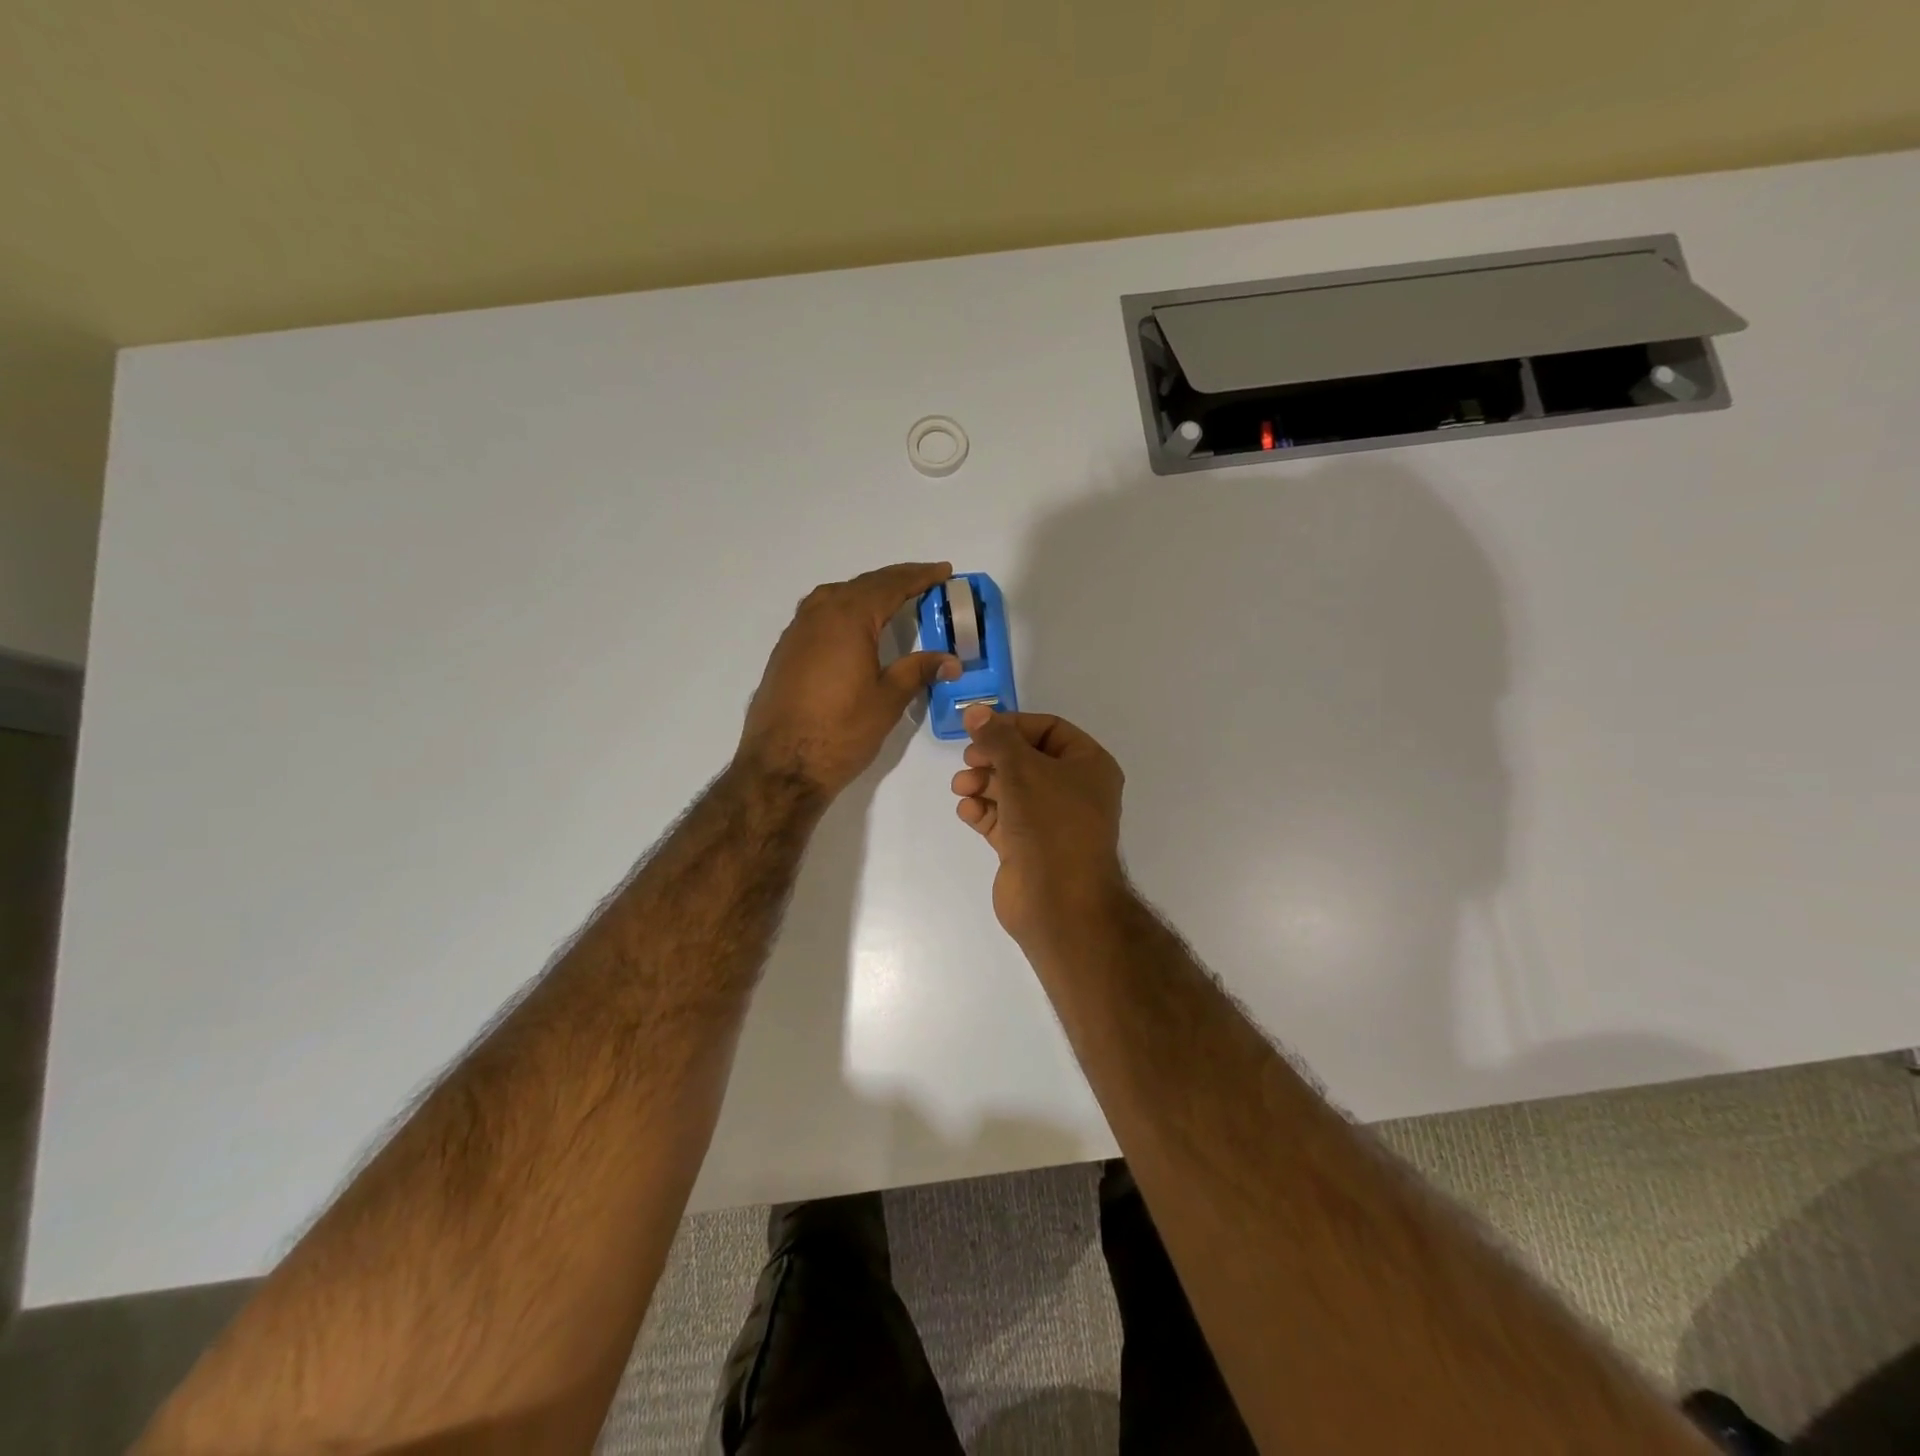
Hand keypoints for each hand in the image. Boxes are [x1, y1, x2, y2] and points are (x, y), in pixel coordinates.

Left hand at [736, 561, 960, 798]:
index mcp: (848, 618)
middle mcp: (818, 614)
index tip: (944, 571)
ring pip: (836, 597)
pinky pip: (819, 614)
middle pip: (862, 585)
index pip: (890, 585)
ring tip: (891, 599)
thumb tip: (951, 660)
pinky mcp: (785, 652)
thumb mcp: (888, 700)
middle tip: (924, 581)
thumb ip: (918, 670)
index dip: (920, 577)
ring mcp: (797, 632)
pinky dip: (844, 610)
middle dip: (895, 581)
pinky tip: (853, 627)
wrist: (781, 766)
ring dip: (866, 592)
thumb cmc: (841, 731)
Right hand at [949, 706, 1127, 947]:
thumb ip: (996, 738)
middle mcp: (1074, 791)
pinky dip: (983, 811)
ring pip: (1011, 789)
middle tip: (968, 759)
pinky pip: (1003, 819)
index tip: (979, 729)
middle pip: (1026, 759)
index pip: (1049, 729)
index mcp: (1089, 765)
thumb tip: (975, 711)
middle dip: (993, 757)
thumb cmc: (1051, 824)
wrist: (1059, 902)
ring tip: (961, 787)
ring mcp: (1051, 822)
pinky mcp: (1028, 848)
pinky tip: (967, 810)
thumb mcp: (1022, 769)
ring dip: (983, 783)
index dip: (1013, 725)